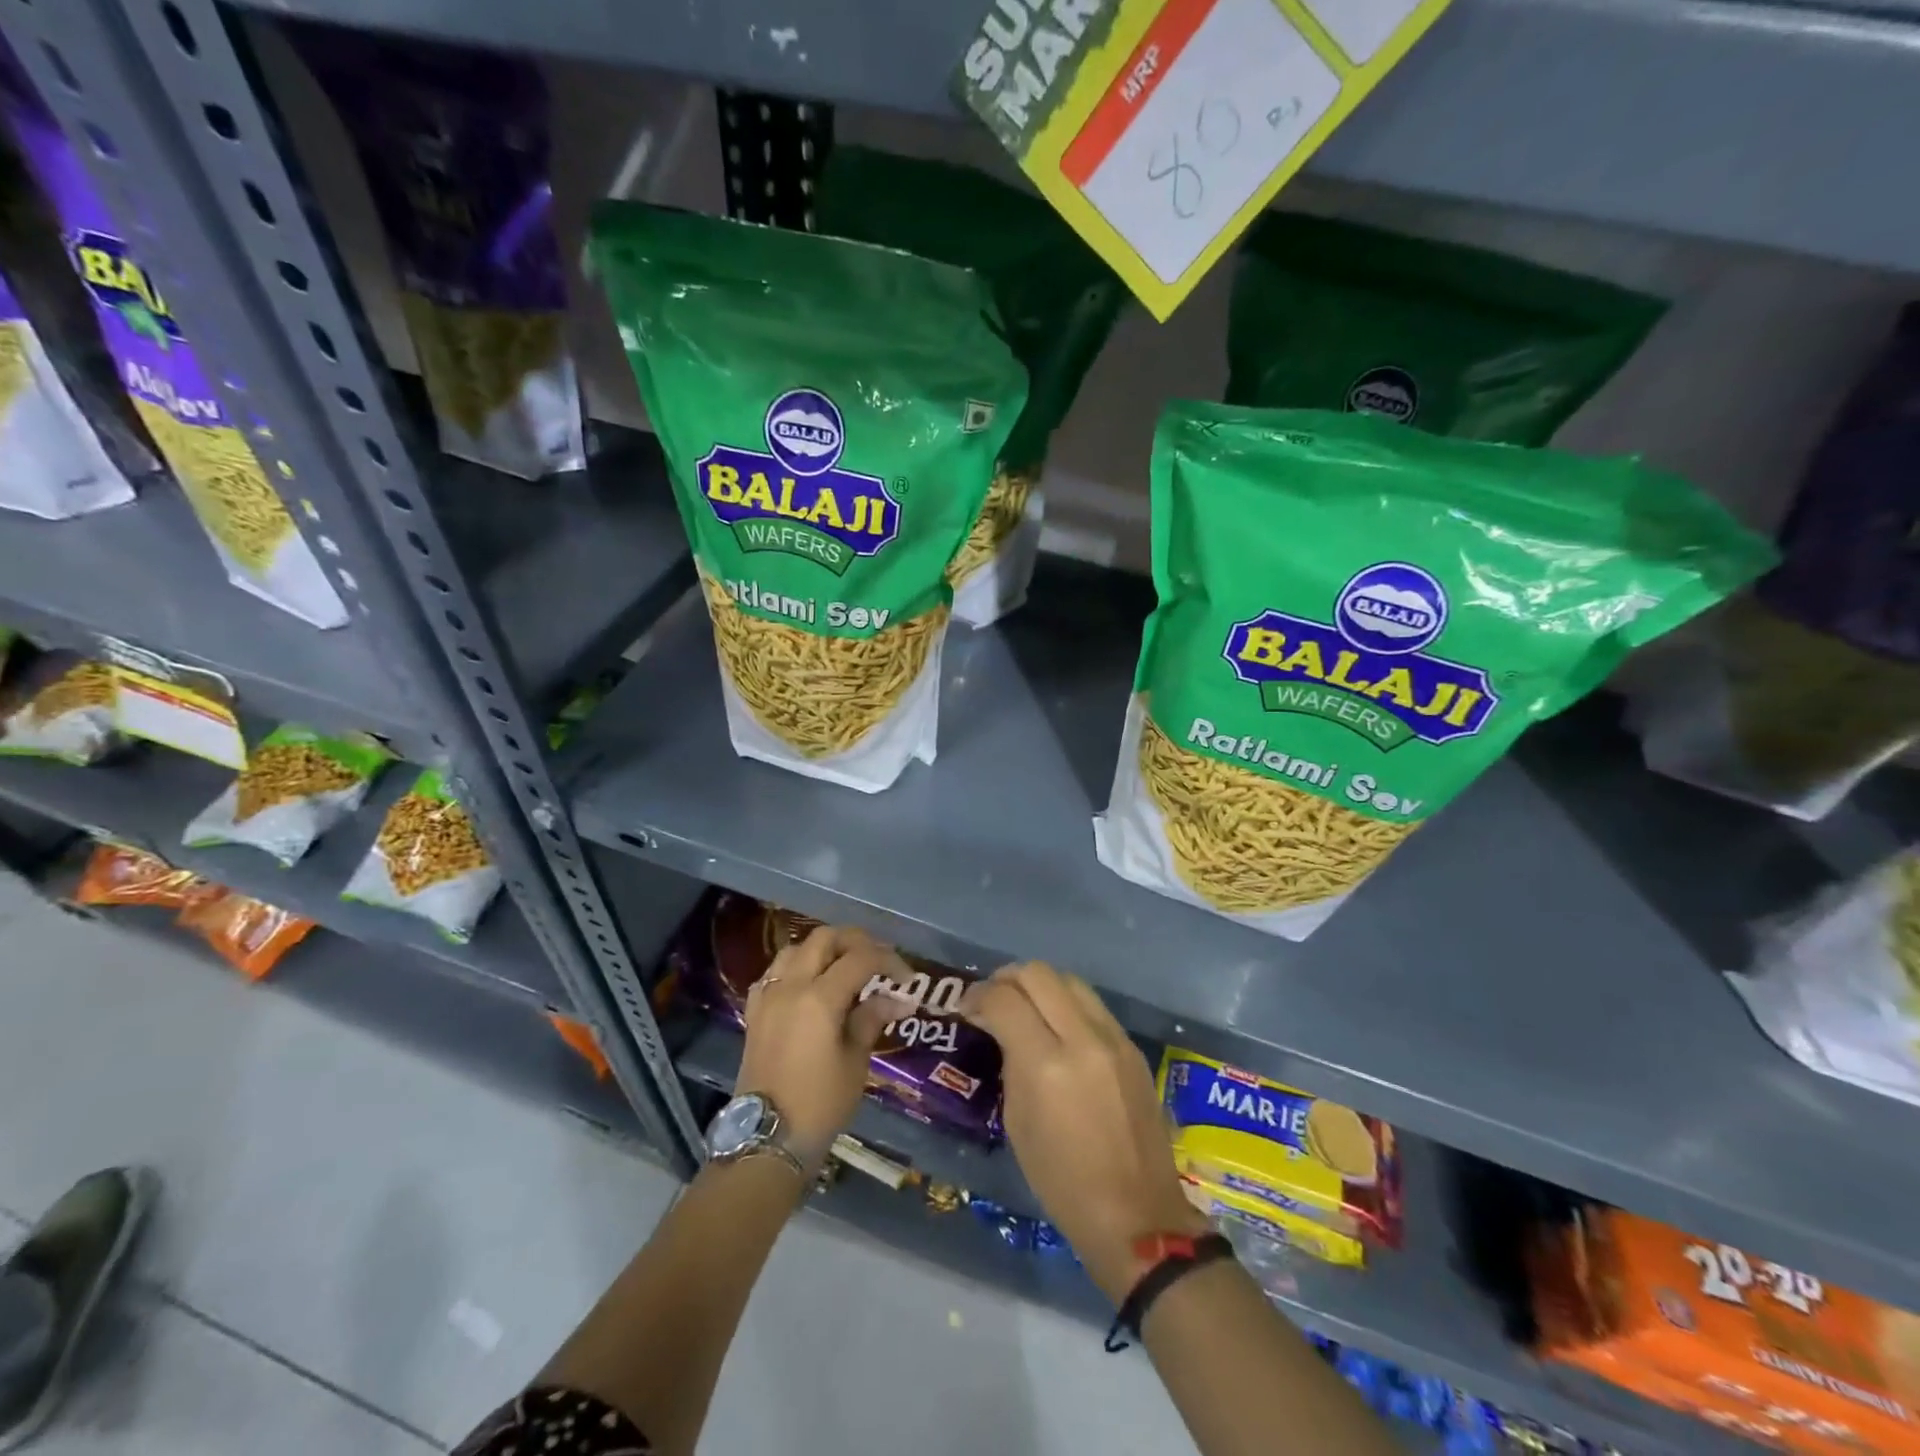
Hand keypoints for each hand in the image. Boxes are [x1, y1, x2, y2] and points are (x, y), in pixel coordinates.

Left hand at [735, 924, 912, 1168]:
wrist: (767, 1140)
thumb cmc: (819, 1104)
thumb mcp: (855, 1062)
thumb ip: (872, 1019)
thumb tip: (899, 997)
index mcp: (819, 998)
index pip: (860, 958)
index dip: (888, 960)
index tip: (907, 977)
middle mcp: (790, 986)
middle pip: (824, 938)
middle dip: (855, 941)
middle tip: (878, 960)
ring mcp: (768, 997)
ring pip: (796, 949)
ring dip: (824, 950)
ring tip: (845, 968)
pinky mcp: (755, 1012)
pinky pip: (775, 972)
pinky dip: (797, 968)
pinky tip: (810, 985)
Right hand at [963, 962, 1206, 1302]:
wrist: (1137, 1216)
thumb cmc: (1063, 1183)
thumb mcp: (1018, 1123)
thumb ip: (1011, 1063)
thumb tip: (1004, 1030)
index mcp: (1047, 1065)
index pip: (1005, 999)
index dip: (979, 995)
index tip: (967, 1007)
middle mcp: (1083, 1039)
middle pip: (1039, 973)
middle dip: (1007, 978)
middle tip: (993, 999)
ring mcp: (1114, 1039)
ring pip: (1070, 980)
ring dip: (1040, 985)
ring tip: (1025, 1006)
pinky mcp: (1132, 1047)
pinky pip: (1093, 1005)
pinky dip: (1067, 1004)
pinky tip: (1057, 1027)